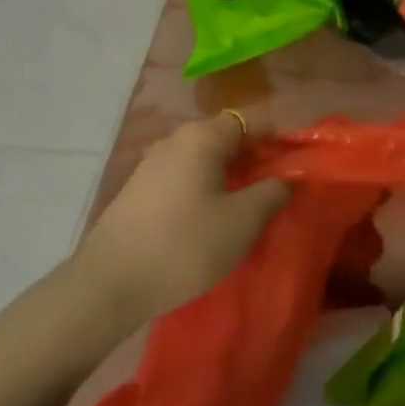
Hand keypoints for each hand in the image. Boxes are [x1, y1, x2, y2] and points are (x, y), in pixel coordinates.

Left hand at [68, 112, 290, 320]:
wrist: (108, 286)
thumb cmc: (185, 245)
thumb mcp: (243, 222)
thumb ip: (273, 192)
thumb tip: (287, 178)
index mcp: (202, 137)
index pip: (252, 119)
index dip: (278, 139)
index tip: (296, 166)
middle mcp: (175, 141)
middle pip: (226, 138)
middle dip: (255, 159)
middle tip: (276, 191)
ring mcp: (151, 165)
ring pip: (204, 160)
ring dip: (230, 177)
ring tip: (247, 209)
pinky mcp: (138, 192)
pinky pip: (184, 178)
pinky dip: (205, 189)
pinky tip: (211, 221)